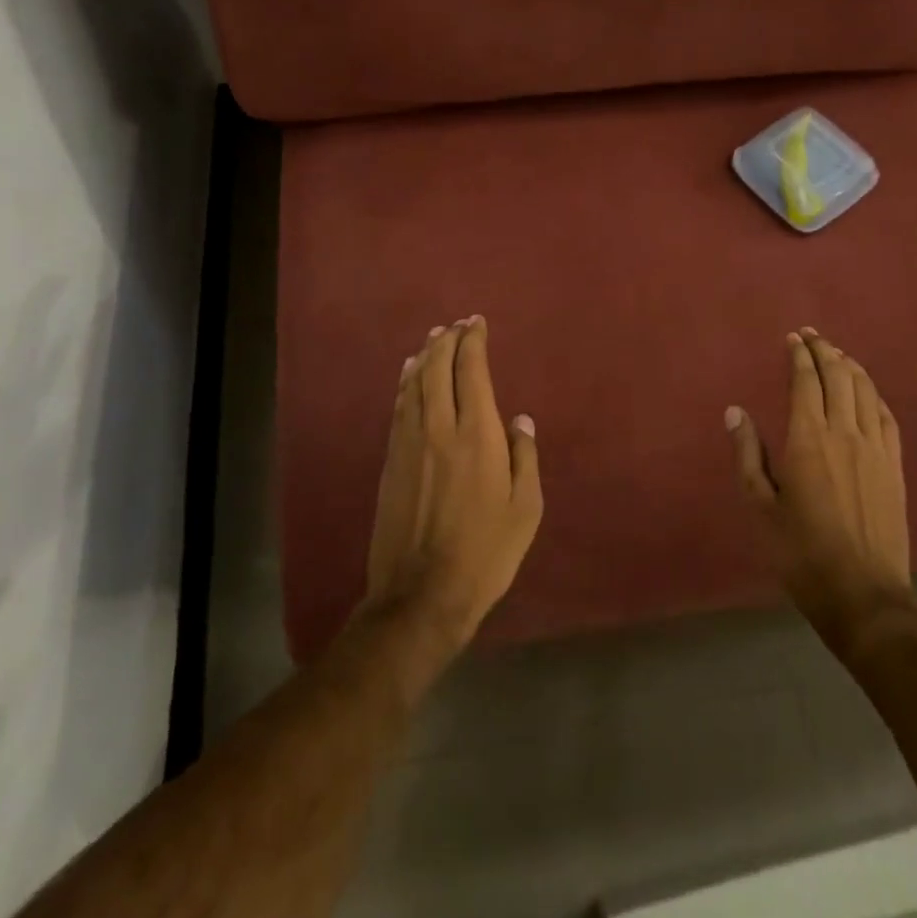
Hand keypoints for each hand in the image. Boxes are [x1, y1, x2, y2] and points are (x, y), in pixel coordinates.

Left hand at [365, 316, 542, 651]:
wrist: (421, 594)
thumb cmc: (485, 553)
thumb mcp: (525, 509)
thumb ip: (525, 457)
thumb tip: (521, 420)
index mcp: (478, 435)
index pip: (471, 371)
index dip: (473, 342)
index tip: (478, 323)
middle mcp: (440, 428)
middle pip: (438, 369)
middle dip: (448, 340)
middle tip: (458, 324)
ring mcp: (410, 443)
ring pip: (415, 384)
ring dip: (424, 355)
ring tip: (434, 337)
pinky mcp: (391, 461)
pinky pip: (399, 407)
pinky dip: (406, 383)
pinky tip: (408, 374)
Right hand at [726, 330, 911, 649]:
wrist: (863, 594)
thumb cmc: (801, 553)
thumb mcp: (761, 506)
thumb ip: (749, 454)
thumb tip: (735, 412)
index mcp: (808, 439)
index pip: (806, 380)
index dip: (799, 355)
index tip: (792, 338)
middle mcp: (845, 432)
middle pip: (838, 376)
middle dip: (824, 350)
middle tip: (811, 336)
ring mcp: (876, 448)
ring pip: (865, 391)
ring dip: (850, 366)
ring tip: (836, 354)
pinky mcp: (894, 466)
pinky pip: (886, 416)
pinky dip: (874, 394)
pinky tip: (867, 391)